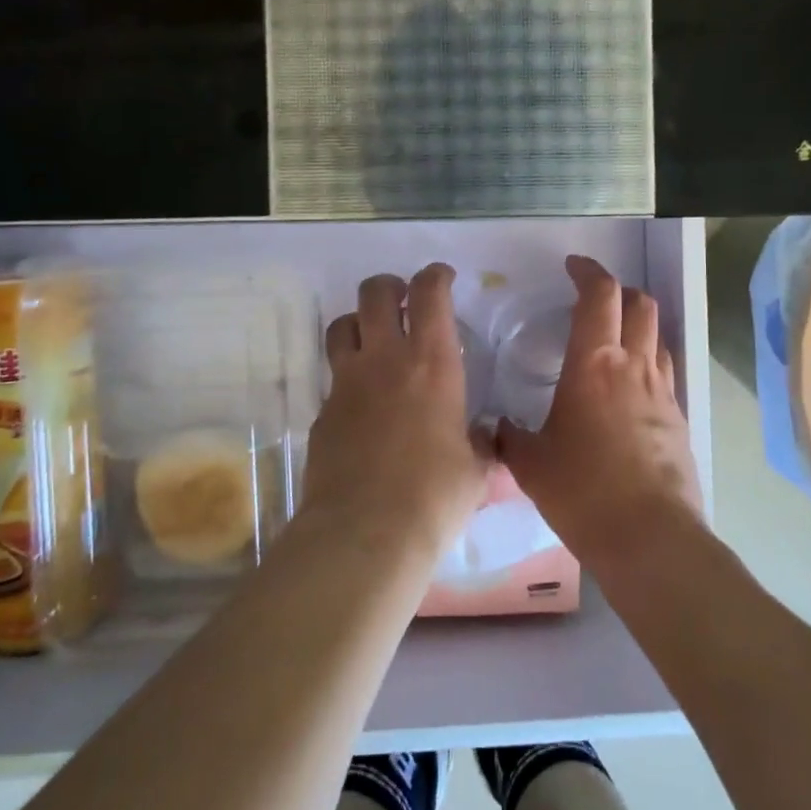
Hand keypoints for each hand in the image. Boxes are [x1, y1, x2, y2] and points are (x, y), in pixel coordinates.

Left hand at [305, 263, 490, 565]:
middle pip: (375, 293)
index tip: (442, 278)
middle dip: (390, 286)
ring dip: (360, 322)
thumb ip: (482, 446)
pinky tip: (362, 405)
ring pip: (342, 325)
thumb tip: (488, 440)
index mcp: (432, 363)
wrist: (365, 533)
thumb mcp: (476, 471)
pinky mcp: (322, 412)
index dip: (435, 276)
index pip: (429, 293)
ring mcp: (346, 383)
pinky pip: (333, 377)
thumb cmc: (435, 496)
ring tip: (374, 340)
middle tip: (403, 300)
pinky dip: (348, 376)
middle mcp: (385, 360)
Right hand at [496, 256, 699, 566]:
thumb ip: (510, 437)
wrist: (650, 538)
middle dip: (618, 289)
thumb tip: (495, 427)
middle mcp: (633, 365)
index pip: (599, 294)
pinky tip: (629, 385)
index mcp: (593, 363)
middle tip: (593, 297)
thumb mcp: (531, 464)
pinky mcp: (678, 417)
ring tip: (613, 336)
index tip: (573, 266)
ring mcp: (662, 390)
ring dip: (637, 321)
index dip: (588, 271)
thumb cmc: (583, 491)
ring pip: (657, 333)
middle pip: (640, 303)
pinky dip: (648, 359)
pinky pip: (665, 370)